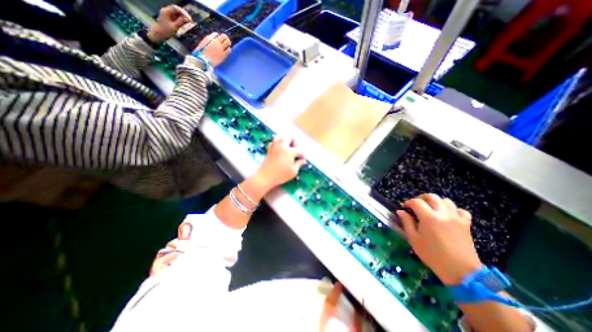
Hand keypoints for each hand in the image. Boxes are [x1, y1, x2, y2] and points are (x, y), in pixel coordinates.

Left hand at [147, 6, 192, 42]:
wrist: (159, 34)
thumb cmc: (166, 31)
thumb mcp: (174, 27)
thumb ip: (180, 22)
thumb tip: (187, 19)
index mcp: (166, 11)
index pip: (176, 8)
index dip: (184, 13)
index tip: (190, 19)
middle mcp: (167, 11)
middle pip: (177, 10)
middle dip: (184, 14)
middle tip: (191, 21)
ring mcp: (168, 14)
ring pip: (177, 13)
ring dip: (183, 17)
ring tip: (189, 22)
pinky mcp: (170, 18)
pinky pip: (177, 17)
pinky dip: (181, 19)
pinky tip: (185, 23)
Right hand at [195, 32, 230, 66]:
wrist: (203, 61)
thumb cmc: (201, 53)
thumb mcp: (202, 44)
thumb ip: (208, 40)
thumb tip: (213, 40)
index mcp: (209, 38)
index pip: (216, 34)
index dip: (218, 37)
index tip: (218, 40)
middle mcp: (215, 42)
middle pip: (224, 36)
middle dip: (225, 38)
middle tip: (225, 42)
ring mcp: (220, 48)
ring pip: (228, 43)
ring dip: (228, 44)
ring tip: (226, 47)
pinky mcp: (224, 55)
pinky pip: (229, 50)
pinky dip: (229, 50)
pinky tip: (227, 52)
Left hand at [252, 137, 307, 193]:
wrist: (265, 177)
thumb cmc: (281, 175)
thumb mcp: (293, 172)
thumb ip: (299, 164)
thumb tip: (304, 161)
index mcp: (289, 152)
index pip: (299, 150)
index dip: (302, 155)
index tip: (302, 160)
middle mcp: (282, 146)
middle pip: (290, 138)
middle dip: (294, 143)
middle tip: (295, 150)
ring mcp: (274, 147)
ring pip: (281, 137)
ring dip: (286, 140)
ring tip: (287, 148)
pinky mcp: (269, 149)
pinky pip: (274, 142)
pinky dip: (278, 143)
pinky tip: (279, 150)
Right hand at [395, 194, 482, 285]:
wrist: (460, 271)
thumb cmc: (432, 255)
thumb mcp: (413, 239)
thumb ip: (406, 222)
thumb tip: (400, 211)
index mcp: (428, 217)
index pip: (416, 202)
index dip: (408, 202)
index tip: (404, 207)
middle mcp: (443, 213)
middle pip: (432, 197)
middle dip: (421, 198)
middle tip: (416, 205)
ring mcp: (456, 218)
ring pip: (446, 201)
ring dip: (436, 202)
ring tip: (431, 209)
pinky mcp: (466, 224)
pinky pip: (460, 210)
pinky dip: (453, 210)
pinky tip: (448, 215)